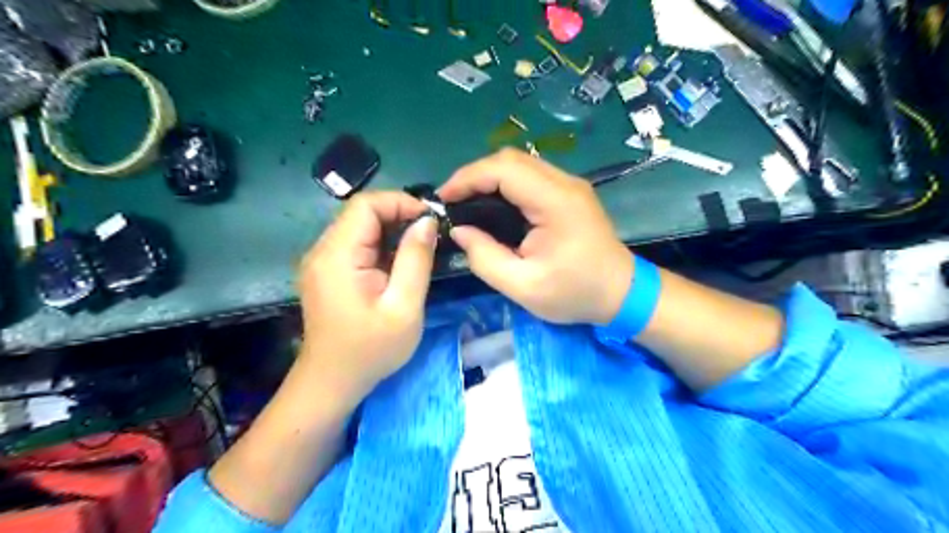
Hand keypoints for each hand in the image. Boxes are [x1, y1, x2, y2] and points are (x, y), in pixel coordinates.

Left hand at [296, 191, 436, 404]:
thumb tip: (427, 221)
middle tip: (431, 234)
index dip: (400, 202)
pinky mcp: (326, 272)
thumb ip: (416, 260)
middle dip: (399, 215)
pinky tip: (398, 262)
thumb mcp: (404, 307)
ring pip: (359, 227)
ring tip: (420, 247)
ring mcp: (321, 261)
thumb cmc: (370, 350)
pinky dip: (380, 244)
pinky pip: (355, 244)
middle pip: (361, 213)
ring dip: (391, 230)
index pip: (365, 205)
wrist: (332, 383)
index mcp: (337, 256)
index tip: (431, 220)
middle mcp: (322, 251)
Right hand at [439, 148, 632, 324]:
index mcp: (555, 202)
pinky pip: (530, 176)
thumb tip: (459, 231)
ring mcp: (569, 185)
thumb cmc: (575, 293)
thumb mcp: (523, 287)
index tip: (444, 199)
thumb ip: (485, 258)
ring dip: (489, 177)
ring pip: (519, 164)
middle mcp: (564, 183)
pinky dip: (504, 184)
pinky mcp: (569, 192)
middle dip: (474, 175)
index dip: (468, 177)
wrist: (622, 293)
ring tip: (467, 203)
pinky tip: (492, 204)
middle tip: (453, 202)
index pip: (503, 169)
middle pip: (510, 159)